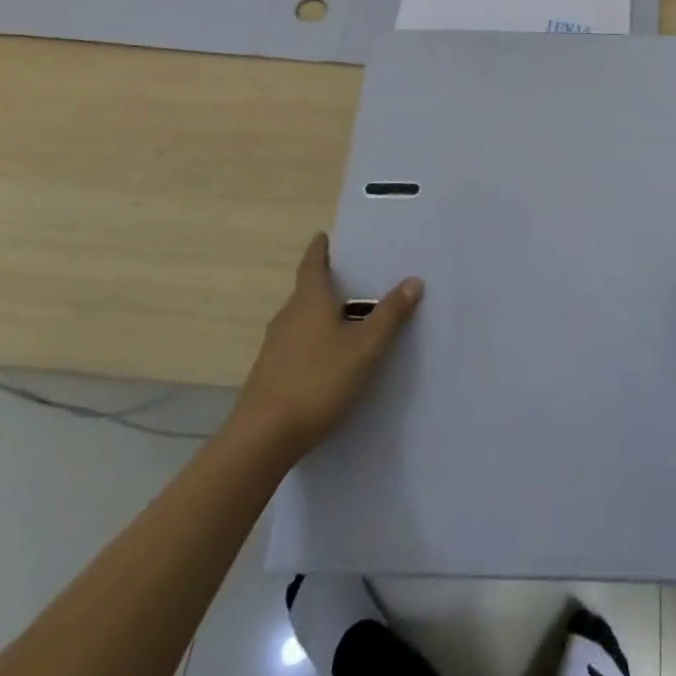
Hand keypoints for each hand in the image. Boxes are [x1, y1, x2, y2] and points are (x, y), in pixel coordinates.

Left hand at [226, 233, 422, 457]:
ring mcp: (276, 346)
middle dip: (331, 282)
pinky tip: (334, 356)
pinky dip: (317, 339)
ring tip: (353, 316)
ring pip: (304, 318)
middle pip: (309, 289)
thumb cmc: (318, 380)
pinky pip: (299, 343)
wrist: (262, 439)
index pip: (313, 262)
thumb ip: (390, 314)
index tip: (326, 235)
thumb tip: (413, 280)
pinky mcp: (272, 373)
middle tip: (358, 276)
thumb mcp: (365, 347)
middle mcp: (288, 315)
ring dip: (325, 313)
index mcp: (309, 299)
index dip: (321, 248)